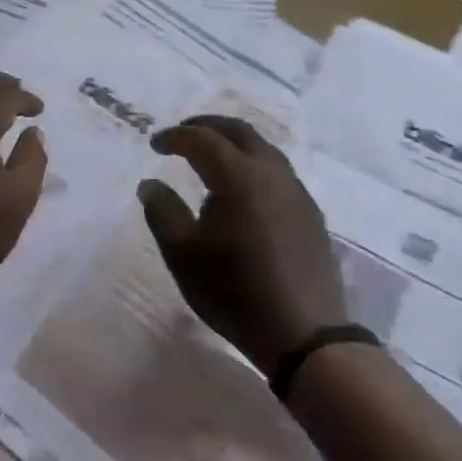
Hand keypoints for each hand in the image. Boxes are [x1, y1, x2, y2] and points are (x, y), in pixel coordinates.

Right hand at [138, 115, 347, 371]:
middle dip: (207, 126)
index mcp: (238, 176)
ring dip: (232, 143)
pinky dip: (252, 164)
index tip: (155, 144)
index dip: (175, 136)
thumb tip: (150, 184)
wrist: (304, 335)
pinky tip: (241, 189)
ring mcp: (296, 192)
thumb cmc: (234, 291)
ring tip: (210, 157)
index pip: (202, 139)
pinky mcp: (310, 213)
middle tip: (182, 134)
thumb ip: (162, 211)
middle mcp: (271, 173)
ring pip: (262, 148)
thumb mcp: (182, 254)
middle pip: (238, 131)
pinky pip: (277, 171)